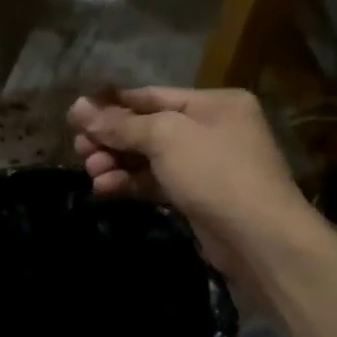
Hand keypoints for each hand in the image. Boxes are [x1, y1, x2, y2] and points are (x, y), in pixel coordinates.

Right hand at [69, 87, 308, 280]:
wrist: (260, 239)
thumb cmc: (215, 172)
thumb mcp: (164, 138)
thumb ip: (120, 124)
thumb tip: (77, 106)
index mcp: (213, 103)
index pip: (151, 96)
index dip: (111, 105)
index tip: (75, 115)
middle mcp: (211, 128)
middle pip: (148, 126)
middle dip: (111, 138)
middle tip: (78, 149)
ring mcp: (206, 164)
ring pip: (150, 156)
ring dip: (117, 161)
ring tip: (90, 171)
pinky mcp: (198, 196)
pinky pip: (157, 181)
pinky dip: (131, 182)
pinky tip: (105, 188)